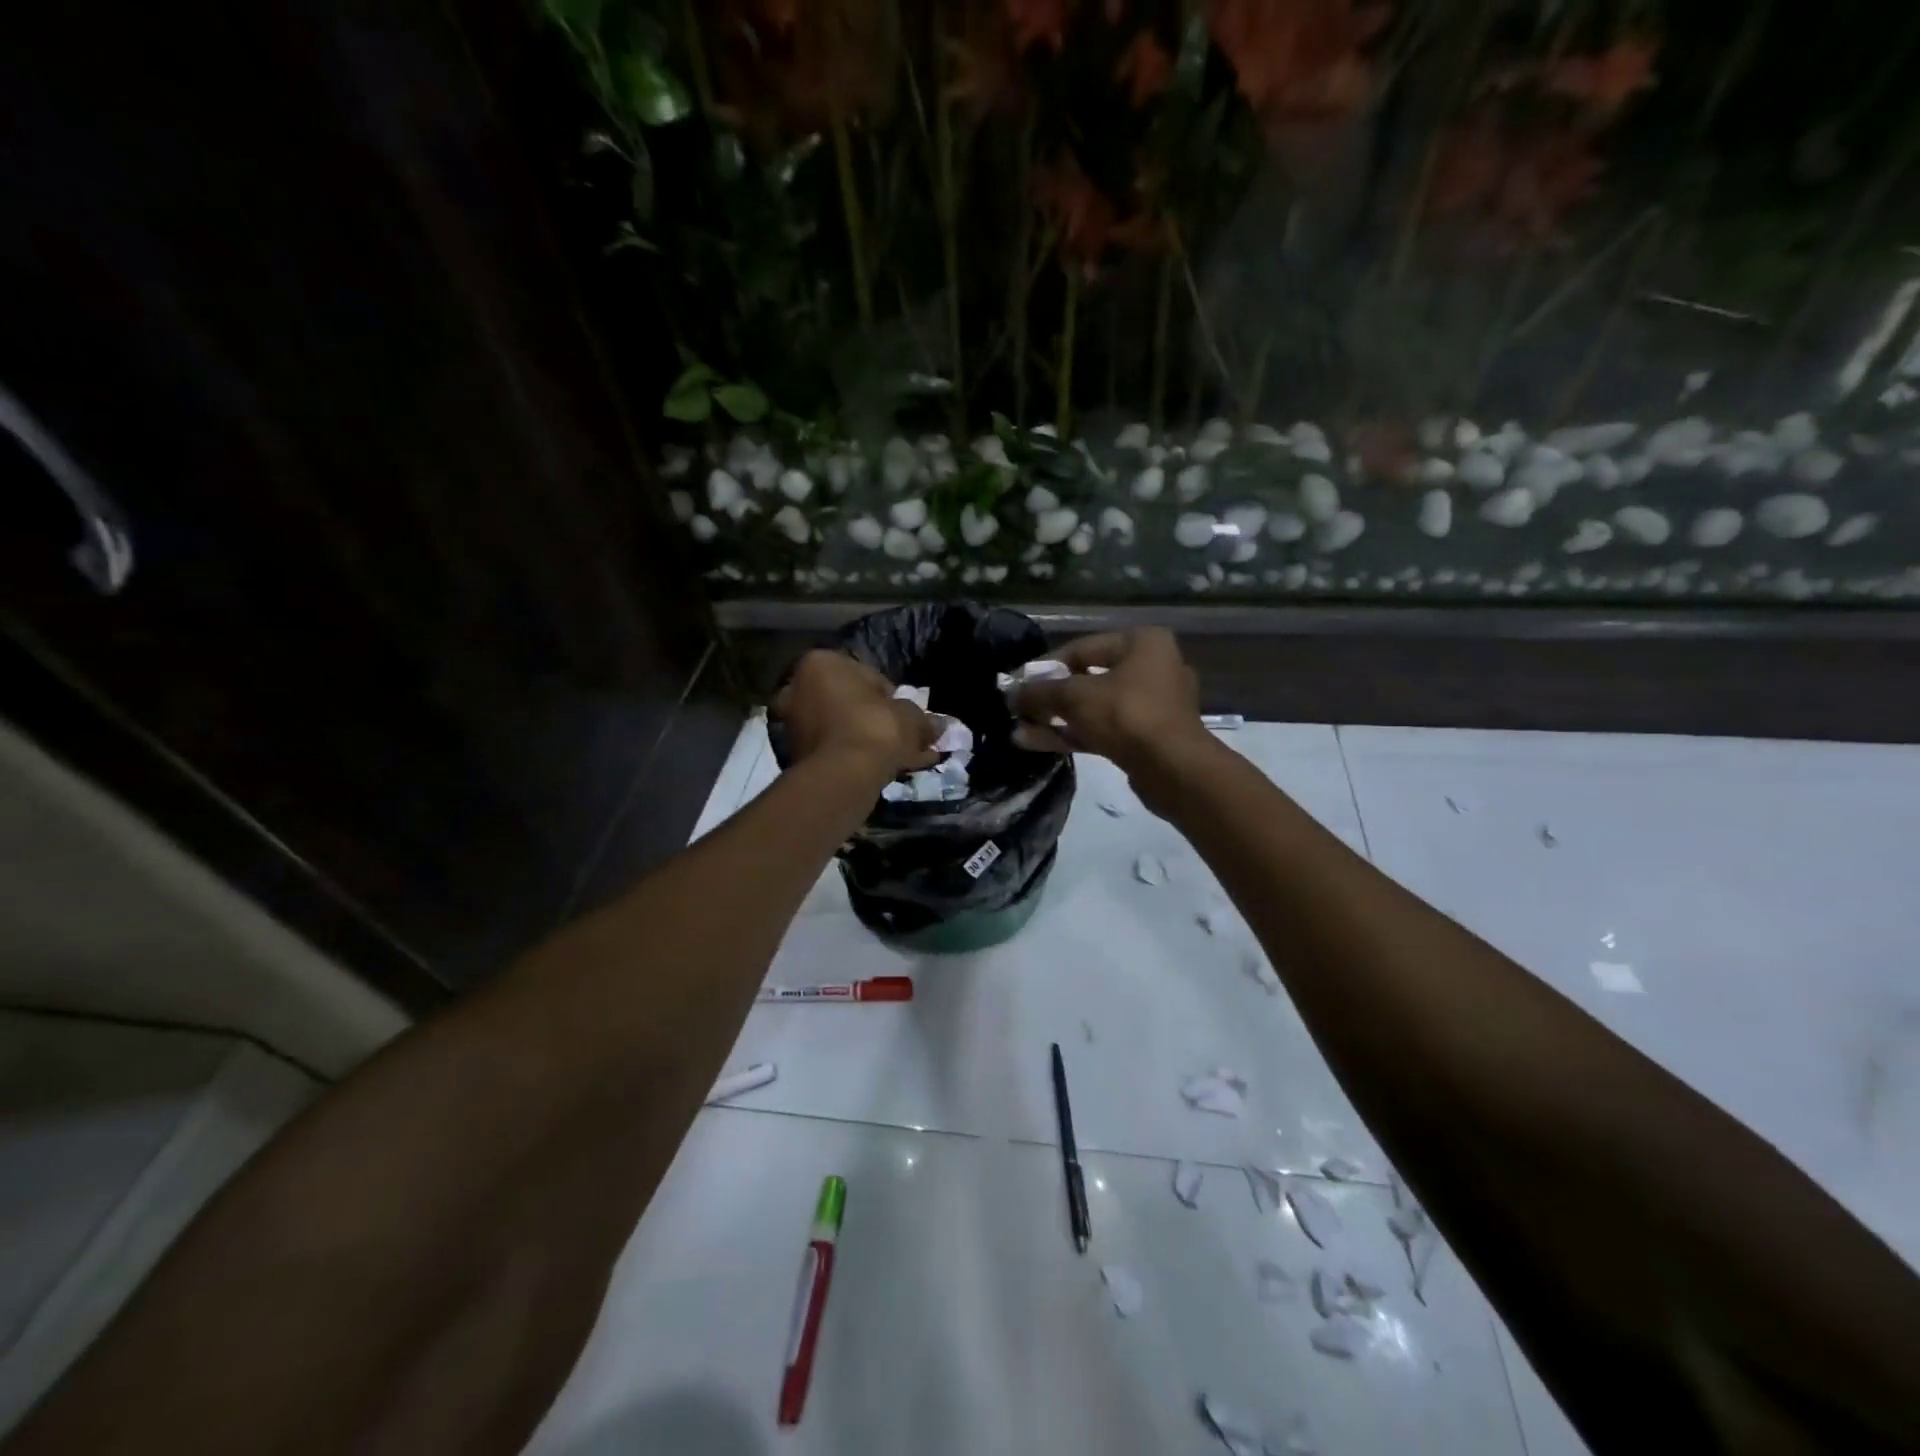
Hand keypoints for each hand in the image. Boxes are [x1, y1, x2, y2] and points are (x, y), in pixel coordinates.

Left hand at [775, 650, 939, 781]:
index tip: (905, 715)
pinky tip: (880, 770)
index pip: (866, 675)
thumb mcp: (910, 718)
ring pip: (839, 727)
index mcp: (821, 663)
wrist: (844, 775)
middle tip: (900, 736)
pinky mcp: (793, 754)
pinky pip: (833, 749)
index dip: (890, 696)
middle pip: (847, 701)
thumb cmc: (876, 728)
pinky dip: (853, 756)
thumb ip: (923, 719)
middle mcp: (797, 687)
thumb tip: (940, 726)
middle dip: (873, 718)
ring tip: (896, 758)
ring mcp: (792, 722)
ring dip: (865, 739)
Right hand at [1008, 629, 1210, 774]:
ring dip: (1056, 719)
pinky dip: (1073, 734)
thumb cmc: (1127, 715)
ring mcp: (1152, 705)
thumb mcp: (1075, 697)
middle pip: (1087, 678)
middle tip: (1019, 708)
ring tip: (1020, 729)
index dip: (1045, 666)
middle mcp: (1152, 667)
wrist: (1174, 769)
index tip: (1017, 683)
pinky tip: (1036, 742)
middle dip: (1049, 697)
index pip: (1081, 648)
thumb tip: (1011, 694)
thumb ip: (1040, 692)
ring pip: (1094, 708)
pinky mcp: (1147, 737)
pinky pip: (1103, 729)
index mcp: (1143, 643)